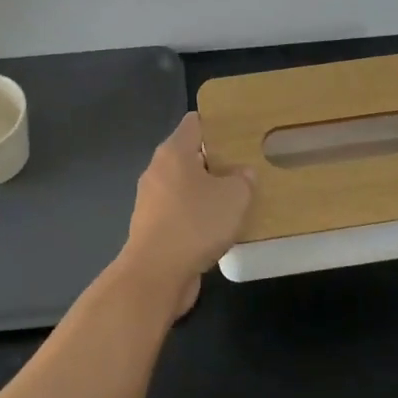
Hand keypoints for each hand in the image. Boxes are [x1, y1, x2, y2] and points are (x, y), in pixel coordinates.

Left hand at [121, 113, 254, 310]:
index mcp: (173, 152)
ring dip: (206, 191)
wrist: (155, 275)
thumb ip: (243, 180)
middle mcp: (158, 170)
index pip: (195, 123)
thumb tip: (243, 174)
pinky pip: (180, 212)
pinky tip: (218, 227)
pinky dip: (197, 215)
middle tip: (245, 165)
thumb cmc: (195, 224)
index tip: (240, 130)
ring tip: (236, 197)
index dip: (217, 123)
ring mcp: (152, 200)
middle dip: (215, 159)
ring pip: (184, 186)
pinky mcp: (153, 227)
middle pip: (189, 154)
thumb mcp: (233, 197)